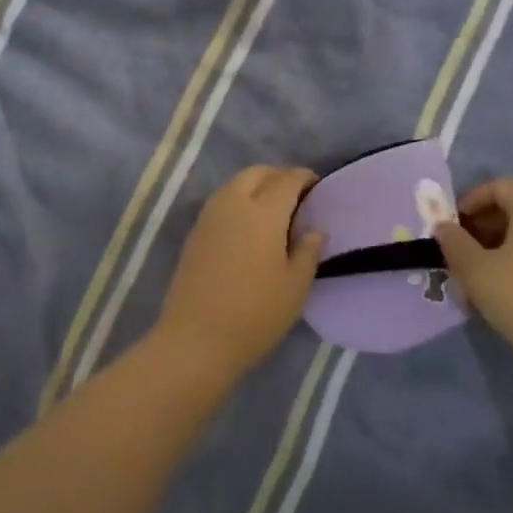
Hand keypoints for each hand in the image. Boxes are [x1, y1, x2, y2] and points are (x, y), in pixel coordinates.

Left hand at [156, 166, 324, 374]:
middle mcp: (233, 203)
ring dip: (256, 186)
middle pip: (258, 173)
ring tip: (274, 210)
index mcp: (263, 211)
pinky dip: (239, 201)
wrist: (196, 339)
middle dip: (279, 176)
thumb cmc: (255, 313)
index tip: (317, 187)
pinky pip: (221, 201)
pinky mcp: (194, 233)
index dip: (305, 178)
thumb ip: (308, 251)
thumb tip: (314, 229)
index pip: (288, 179)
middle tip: (296, 197)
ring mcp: (209, 216)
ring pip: (235, 184)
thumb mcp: (295, 285)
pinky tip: (249, 226)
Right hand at [434, 178, 512, 357]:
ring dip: (502, 244)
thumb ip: (454, 242)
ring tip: (480, 273)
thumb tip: (443, 226)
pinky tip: (506, 287)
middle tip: (461, 250)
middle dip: (485, 224)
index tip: (453, 225)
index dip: (472, 200)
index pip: (501, 186)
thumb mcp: (475, 270)